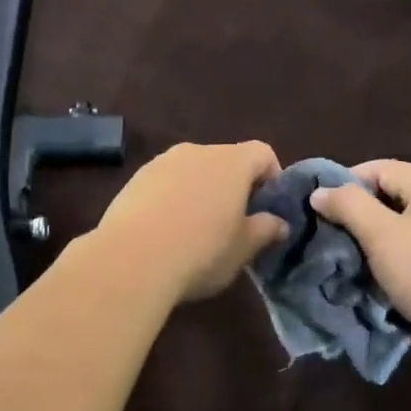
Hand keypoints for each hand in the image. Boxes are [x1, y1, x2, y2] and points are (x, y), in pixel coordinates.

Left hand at [94, 142, 287, 303]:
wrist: (131, 259)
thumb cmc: (200, 251)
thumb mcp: (242, 249)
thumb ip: (265, 230)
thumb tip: (279, 223)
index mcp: (231, 162)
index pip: (262, 153)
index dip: (272, 176)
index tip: (268, 208)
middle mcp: (197, 151)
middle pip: (225, 160)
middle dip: (234, 186)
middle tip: (234, 223)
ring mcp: (162, 162)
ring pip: (192, 170)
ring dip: (200, 190)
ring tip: (196, 228)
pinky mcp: (135, 178)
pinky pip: (165, 182)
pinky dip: (172, 197)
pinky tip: (165, 230)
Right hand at [310, 160, 410, 370]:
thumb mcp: (380, 235)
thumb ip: (348, 205)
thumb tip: (320, 191)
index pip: (377, 168)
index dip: (345, 185)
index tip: (322, 213)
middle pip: (394, 192)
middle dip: (362, 213)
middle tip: (337, 237)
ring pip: (409, 220)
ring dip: (381, 236)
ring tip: (357, 257)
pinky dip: (404, 252)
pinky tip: (389, 272)